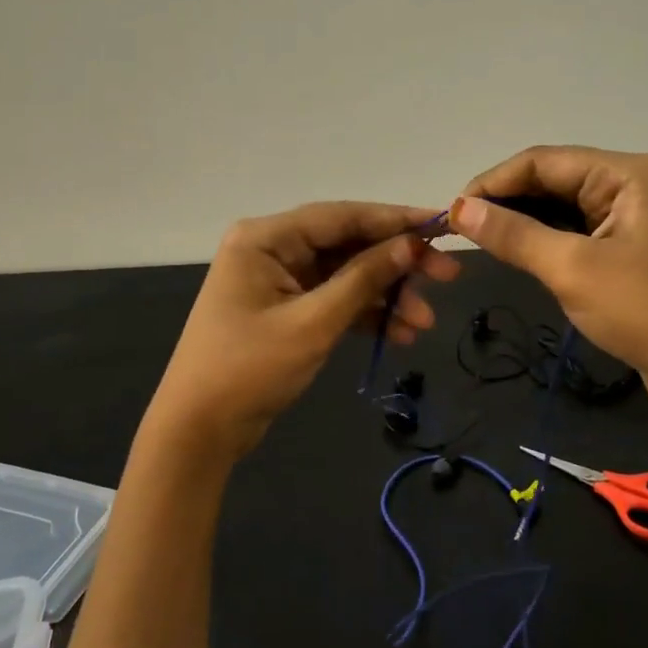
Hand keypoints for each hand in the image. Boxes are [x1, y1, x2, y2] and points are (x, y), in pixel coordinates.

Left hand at [142, 202, 461, 462]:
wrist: (199, 431)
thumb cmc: (249, 370)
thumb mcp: (313, 323)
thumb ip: (364, 279)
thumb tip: (411, 244)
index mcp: (266, 238)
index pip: (341, 216)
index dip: (395, 220)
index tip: (441, 225)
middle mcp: (273, 250)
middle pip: (349, 245)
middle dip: (398, 264)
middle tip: (449, 275)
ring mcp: (281, 281)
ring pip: (348, 276)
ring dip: (387, 296)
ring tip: (426, 322)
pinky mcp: (288, 310)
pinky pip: (336, 301)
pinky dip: (366, 316)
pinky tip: (401, 335)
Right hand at [451, 146, 647, 426]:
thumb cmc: (646, 312)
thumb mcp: (572, 269)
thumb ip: (513, 235)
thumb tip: (459, 209)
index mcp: (627, 174)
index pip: (544, 161)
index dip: (494, 182)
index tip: (453, 212)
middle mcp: (633, 186)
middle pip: (555, 179)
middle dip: (507, 202)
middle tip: (463, 232)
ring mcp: (635, 220)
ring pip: (564, 208)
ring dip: (525, 223)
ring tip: (484, 243)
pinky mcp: (634, 251)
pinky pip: (579, 233)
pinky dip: (547, 241)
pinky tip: (520, 256)